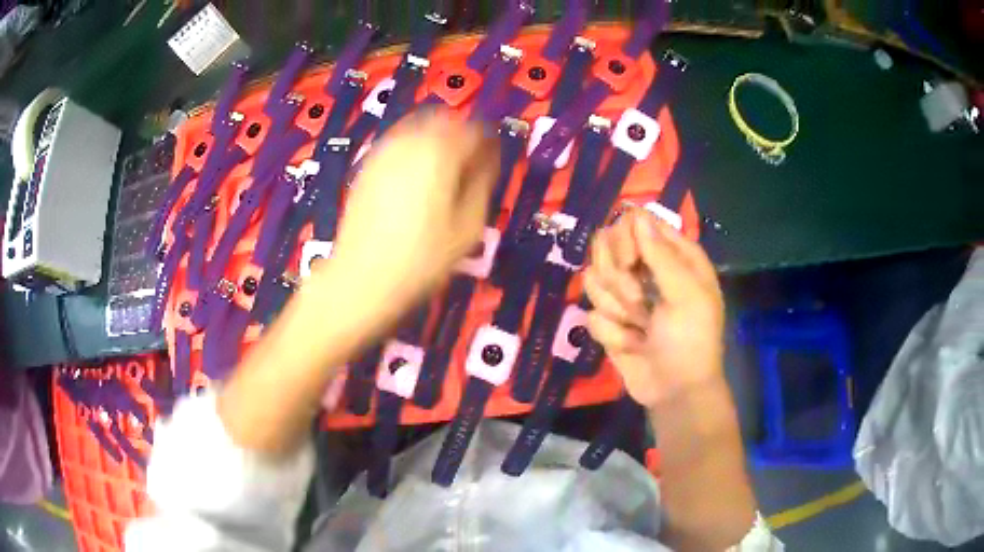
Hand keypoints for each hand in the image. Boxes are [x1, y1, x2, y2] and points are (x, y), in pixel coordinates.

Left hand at [314, 110, 499, 324]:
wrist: (362, 278)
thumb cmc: (422, 258)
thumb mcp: (468, 228)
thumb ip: (482, 185)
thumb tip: (486, 162)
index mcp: (440, 153)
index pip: (475, 130)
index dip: (489, 141)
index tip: (493, 160)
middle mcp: (411, 142)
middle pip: (443, 119)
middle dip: (460, 133)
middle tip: (468, 160)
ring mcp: (384, 151)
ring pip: (417, 126)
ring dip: (435, 137)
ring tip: (442, 167)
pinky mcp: (366, 166)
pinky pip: (396, 142)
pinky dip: (412, 148)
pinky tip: (414, 174)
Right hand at [583, 209, 724, 408]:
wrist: (675, 391)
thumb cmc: (691, 340)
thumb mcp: (686, 296)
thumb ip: (661, 255)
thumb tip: (635, 214)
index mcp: (674, 255)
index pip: (635, 223)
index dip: (625, 240)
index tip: (629, 263)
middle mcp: (647, 268)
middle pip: (607, 246)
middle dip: (617, 278)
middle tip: (639, 301)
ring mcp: (625, 294)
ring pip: (594, 279)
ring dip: (616, 309)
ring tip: (641, 328)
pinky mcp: (609, 319)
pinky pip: (592, 313)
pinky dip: (612, 332)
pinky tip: (632, 344)